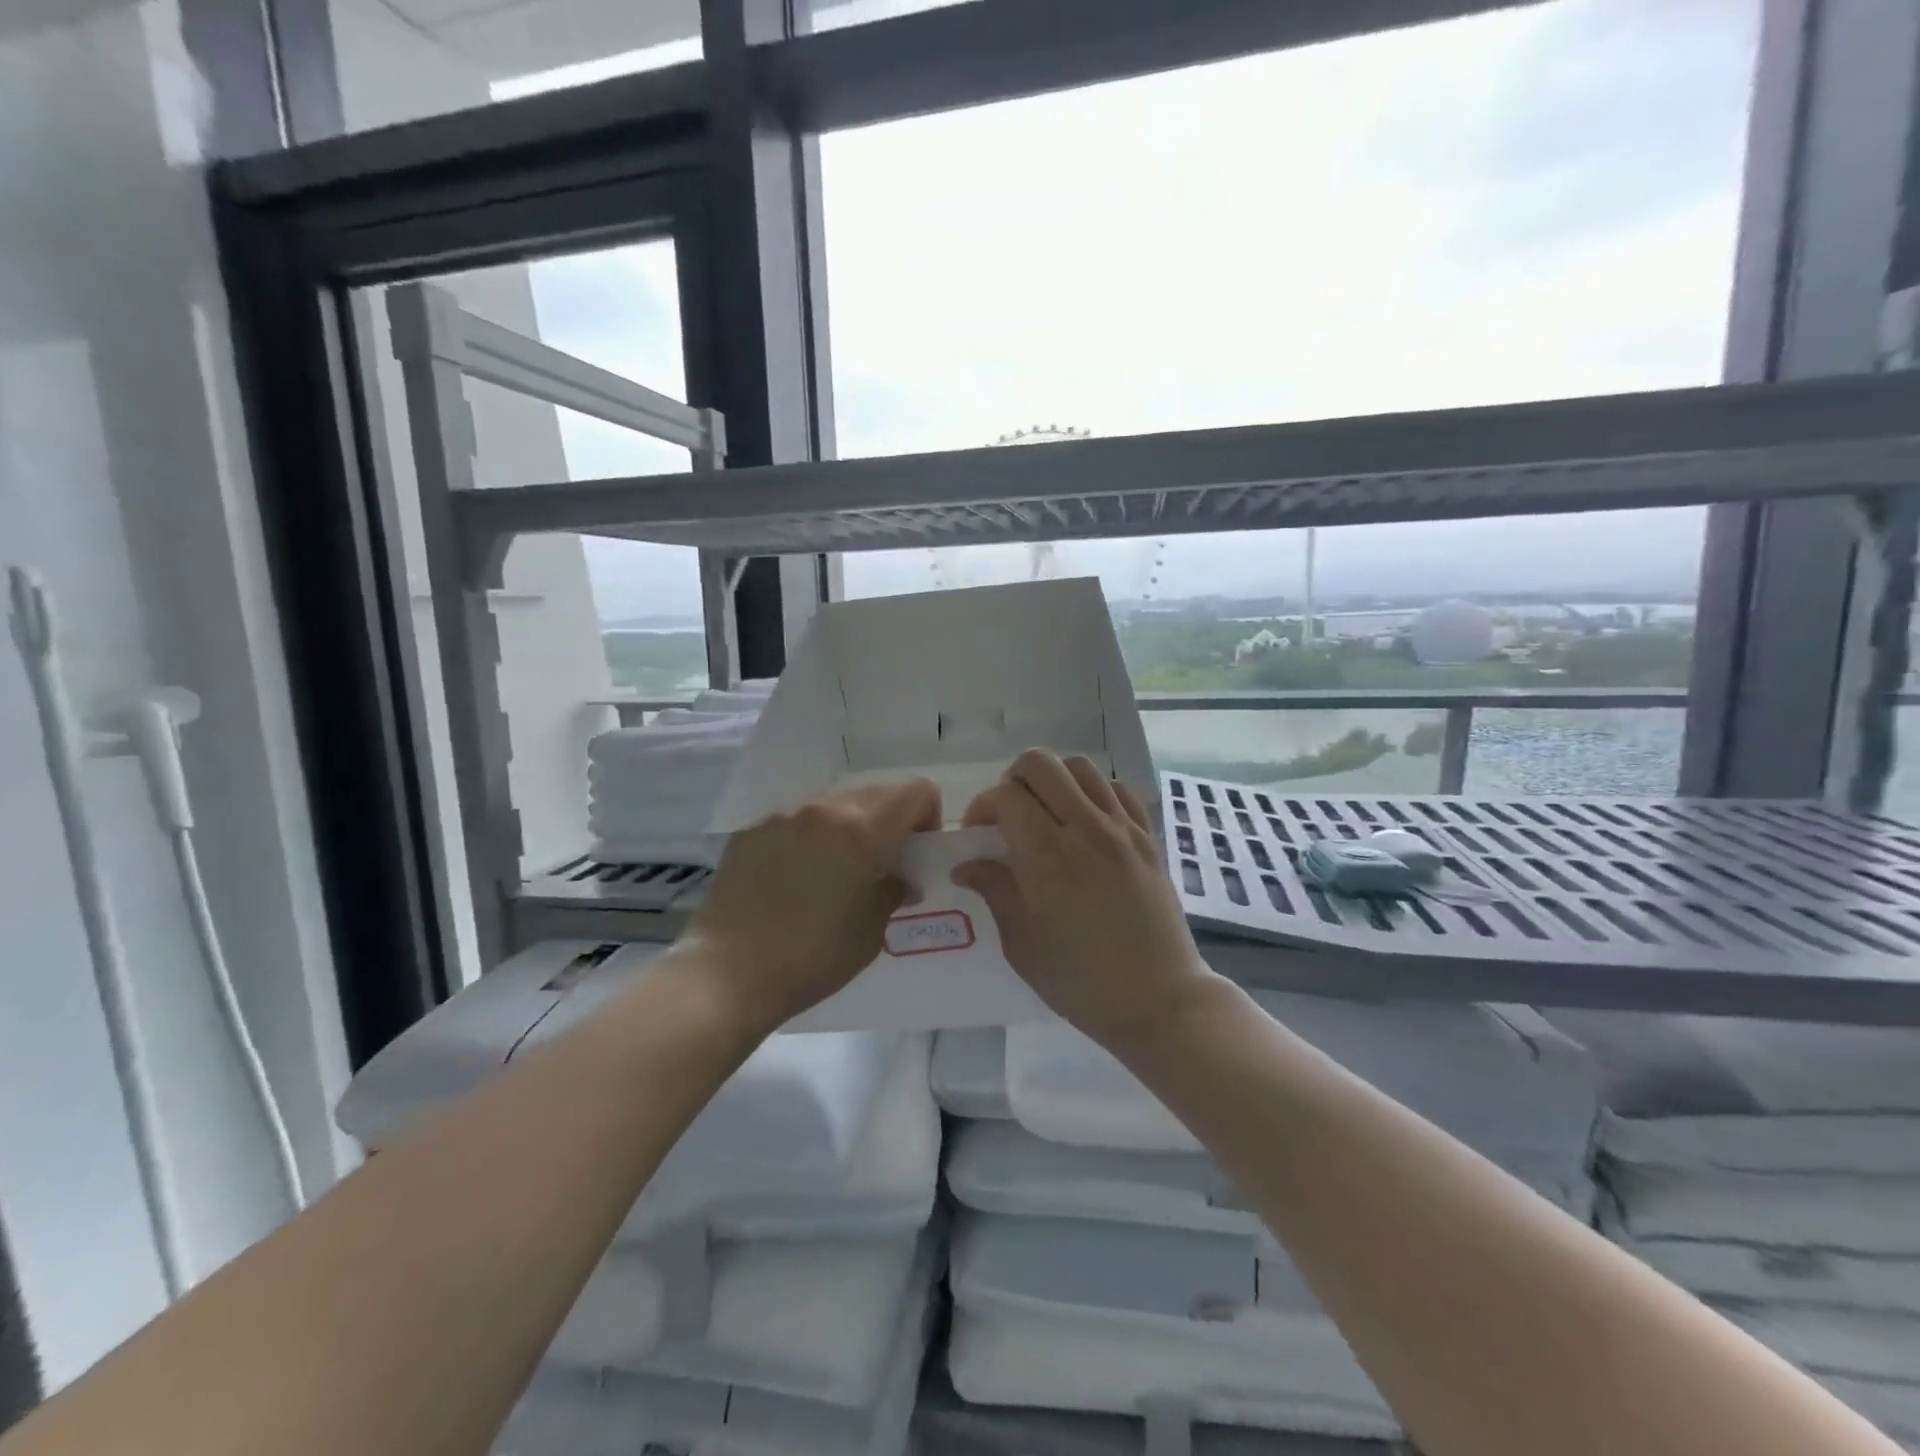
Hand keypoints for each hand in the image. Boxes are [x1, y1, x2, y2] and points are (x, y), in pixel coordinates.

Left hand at [679, 778, 941, 1034]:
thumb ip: (893, 891)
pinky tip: (794, 879)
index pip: (916, 791)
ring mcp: (782, 816)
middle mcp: (823, 809)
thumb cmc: (810, 959)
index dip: (928, 817)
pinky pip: (796, 820)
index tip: (916, 854)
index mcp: (861, 830)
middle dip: (891, 820)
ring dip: (850, 825)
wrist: (725, 975)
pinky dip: (811, 837)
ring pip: (835, 801)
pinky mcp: (751, 831)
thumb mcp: (870, 932)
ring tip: (837, 870)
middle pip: (877, 791)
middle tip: (882, 863)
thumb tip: (900, 878)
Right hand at [955, 750, 1220, 1051]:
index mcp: (1047, 857)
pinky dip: (1094, 792)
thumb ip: (994, 892)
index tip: (979, 835)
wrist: (1159, 1000)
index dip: (983, 807)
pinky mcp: (1148, 836)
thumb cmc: (1081, 982)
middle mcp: (1085, 829)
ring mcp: (1123, 829)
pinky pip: (1118, 789)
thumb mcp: (1022, 945)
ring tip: (1047, 814)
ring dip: (1054, 781)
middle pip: (1041, 763)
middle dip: (1014, 779)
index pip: (1006, 795)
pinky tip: (1087, 822)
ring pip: (1080, 767)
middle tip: (1010, 815)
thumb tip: (966, 865)